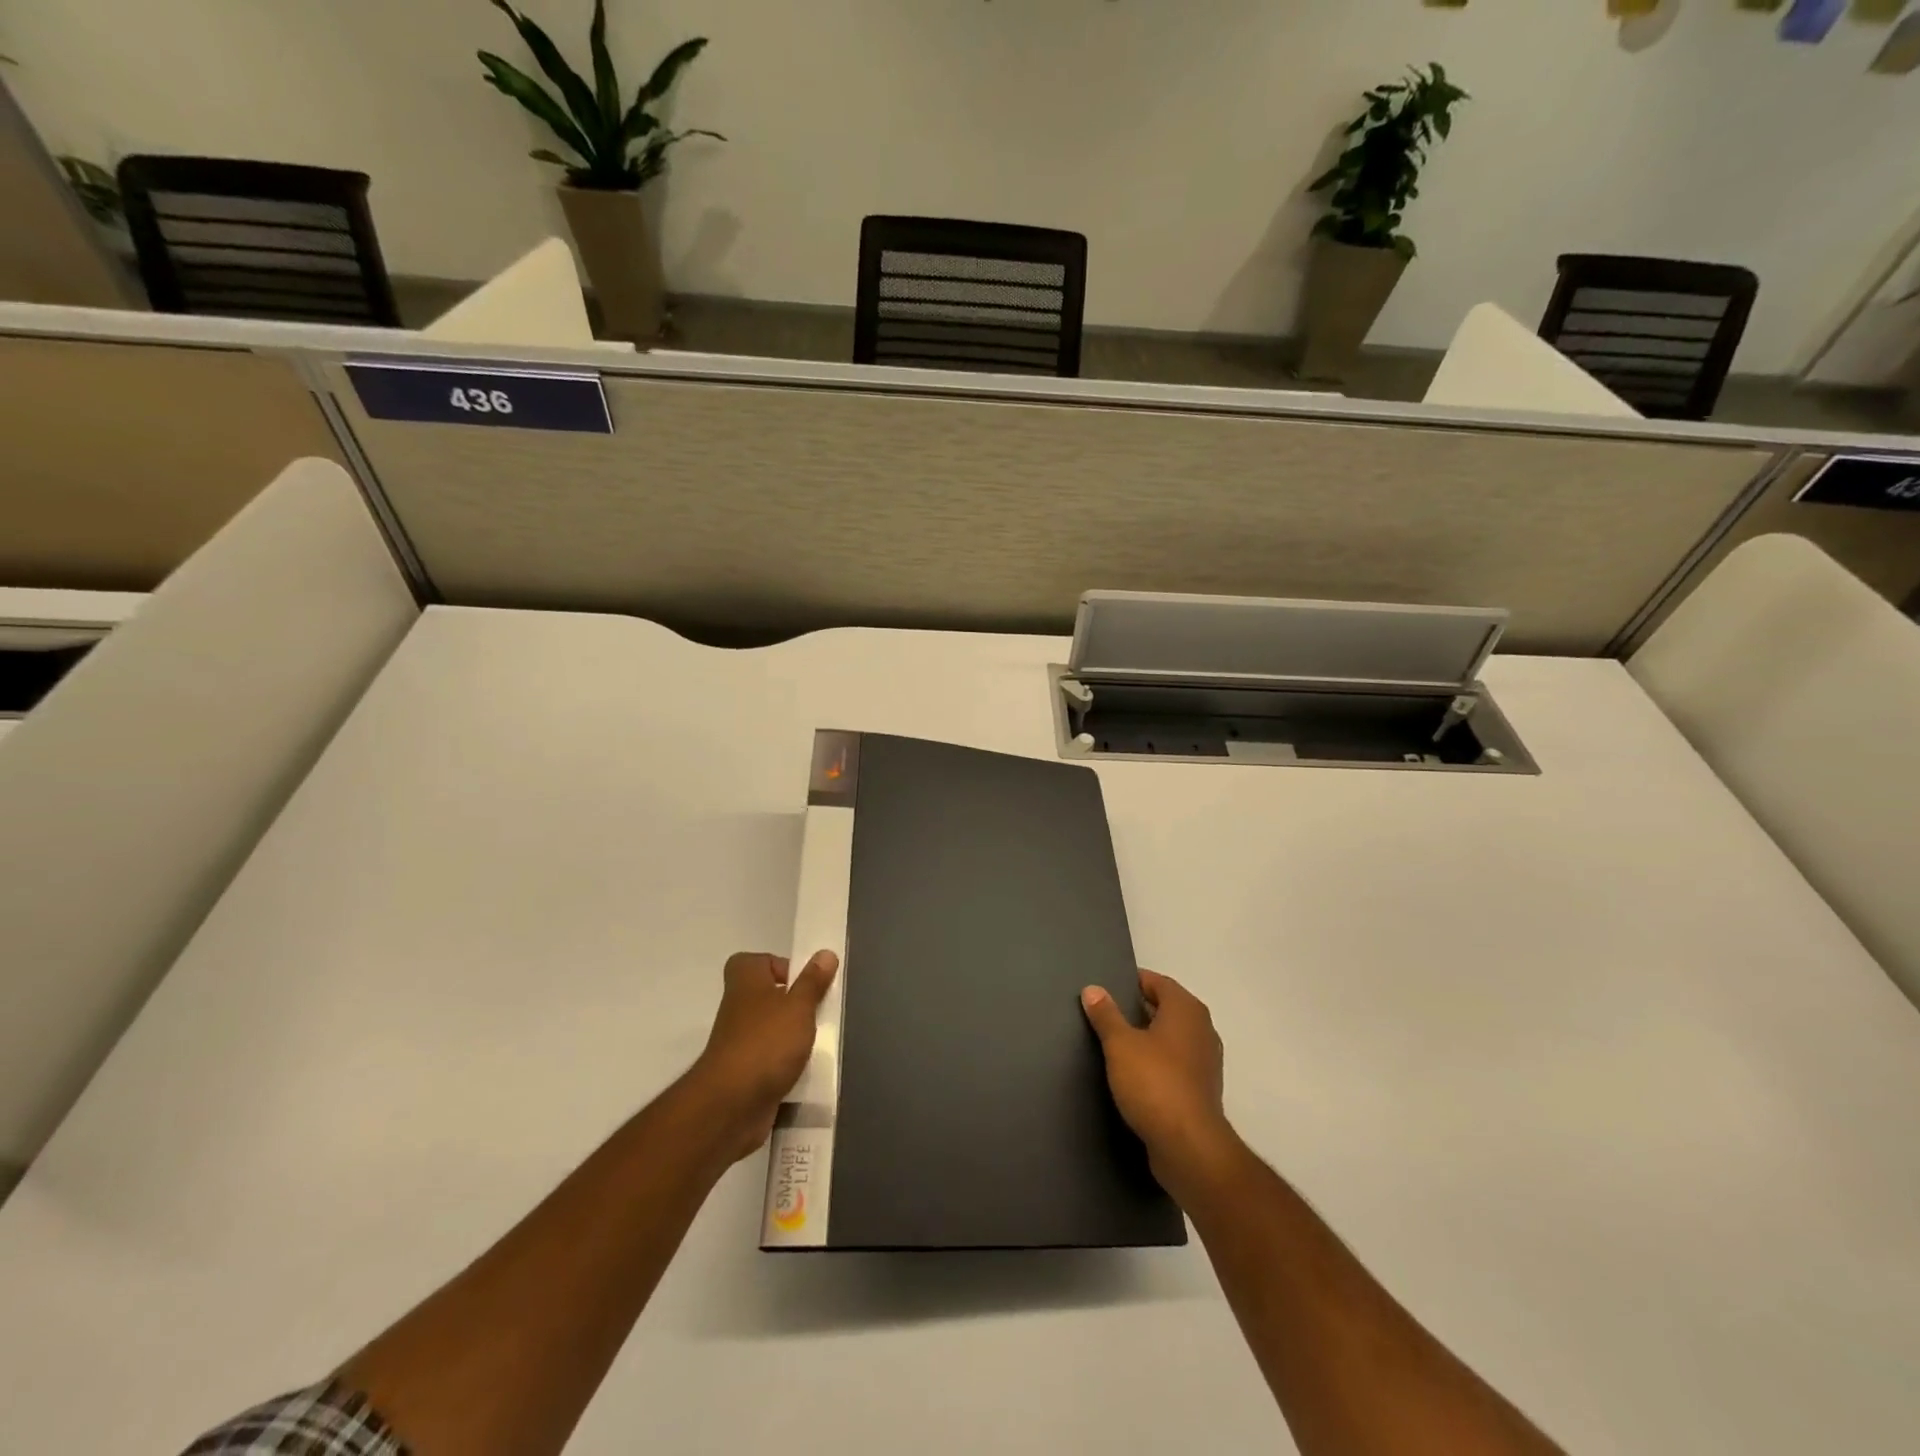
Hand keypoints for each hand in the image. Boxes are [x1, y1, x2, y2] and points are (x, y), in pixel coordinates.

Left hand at [689, 949, 837, 1161]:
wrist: (731, 1106)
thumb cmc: (766, 1043)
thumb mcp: (799, 1007)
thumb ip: (813, 982)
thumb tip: (825, 953)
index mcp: (746, 983)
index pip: (754, 962)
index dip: (778, 966)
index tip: (804, 982)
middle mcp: (738, 1009)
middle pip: (767, 996)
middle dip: (794, 1004)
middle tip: (818, 1012)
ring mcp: (739, 1044)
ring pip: (771, 1030)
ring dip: (793, 1036)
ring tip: (817, 1043)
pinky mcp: (744, 1075)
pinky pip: (770, 1061)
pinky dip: (786, 1065)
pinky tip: (806, 1071)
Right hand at [1081, 970, 1237, 1193]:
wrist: (1189, 1147)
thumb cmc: (1154, 1083)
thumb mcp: (1120, 1044)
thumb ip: (1106, 1014)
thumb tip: (1093, 989)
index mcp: (1186, 1009)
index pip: (1157, 982)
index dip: (1132, 981)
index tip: (1106, 987)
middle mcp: (1202, 1029)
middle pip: (1166, 1008)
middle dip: (1137, 1009)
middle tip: (1104, 1013)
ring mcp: (1205, 1061)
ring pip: (1170, 1037)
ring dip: (1147, 1037)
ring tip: (1114, 1042)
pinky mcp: (1202, 1089)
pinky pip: (1175, 1063)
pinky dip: (1156, 1061)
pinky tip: (1133, 1073)